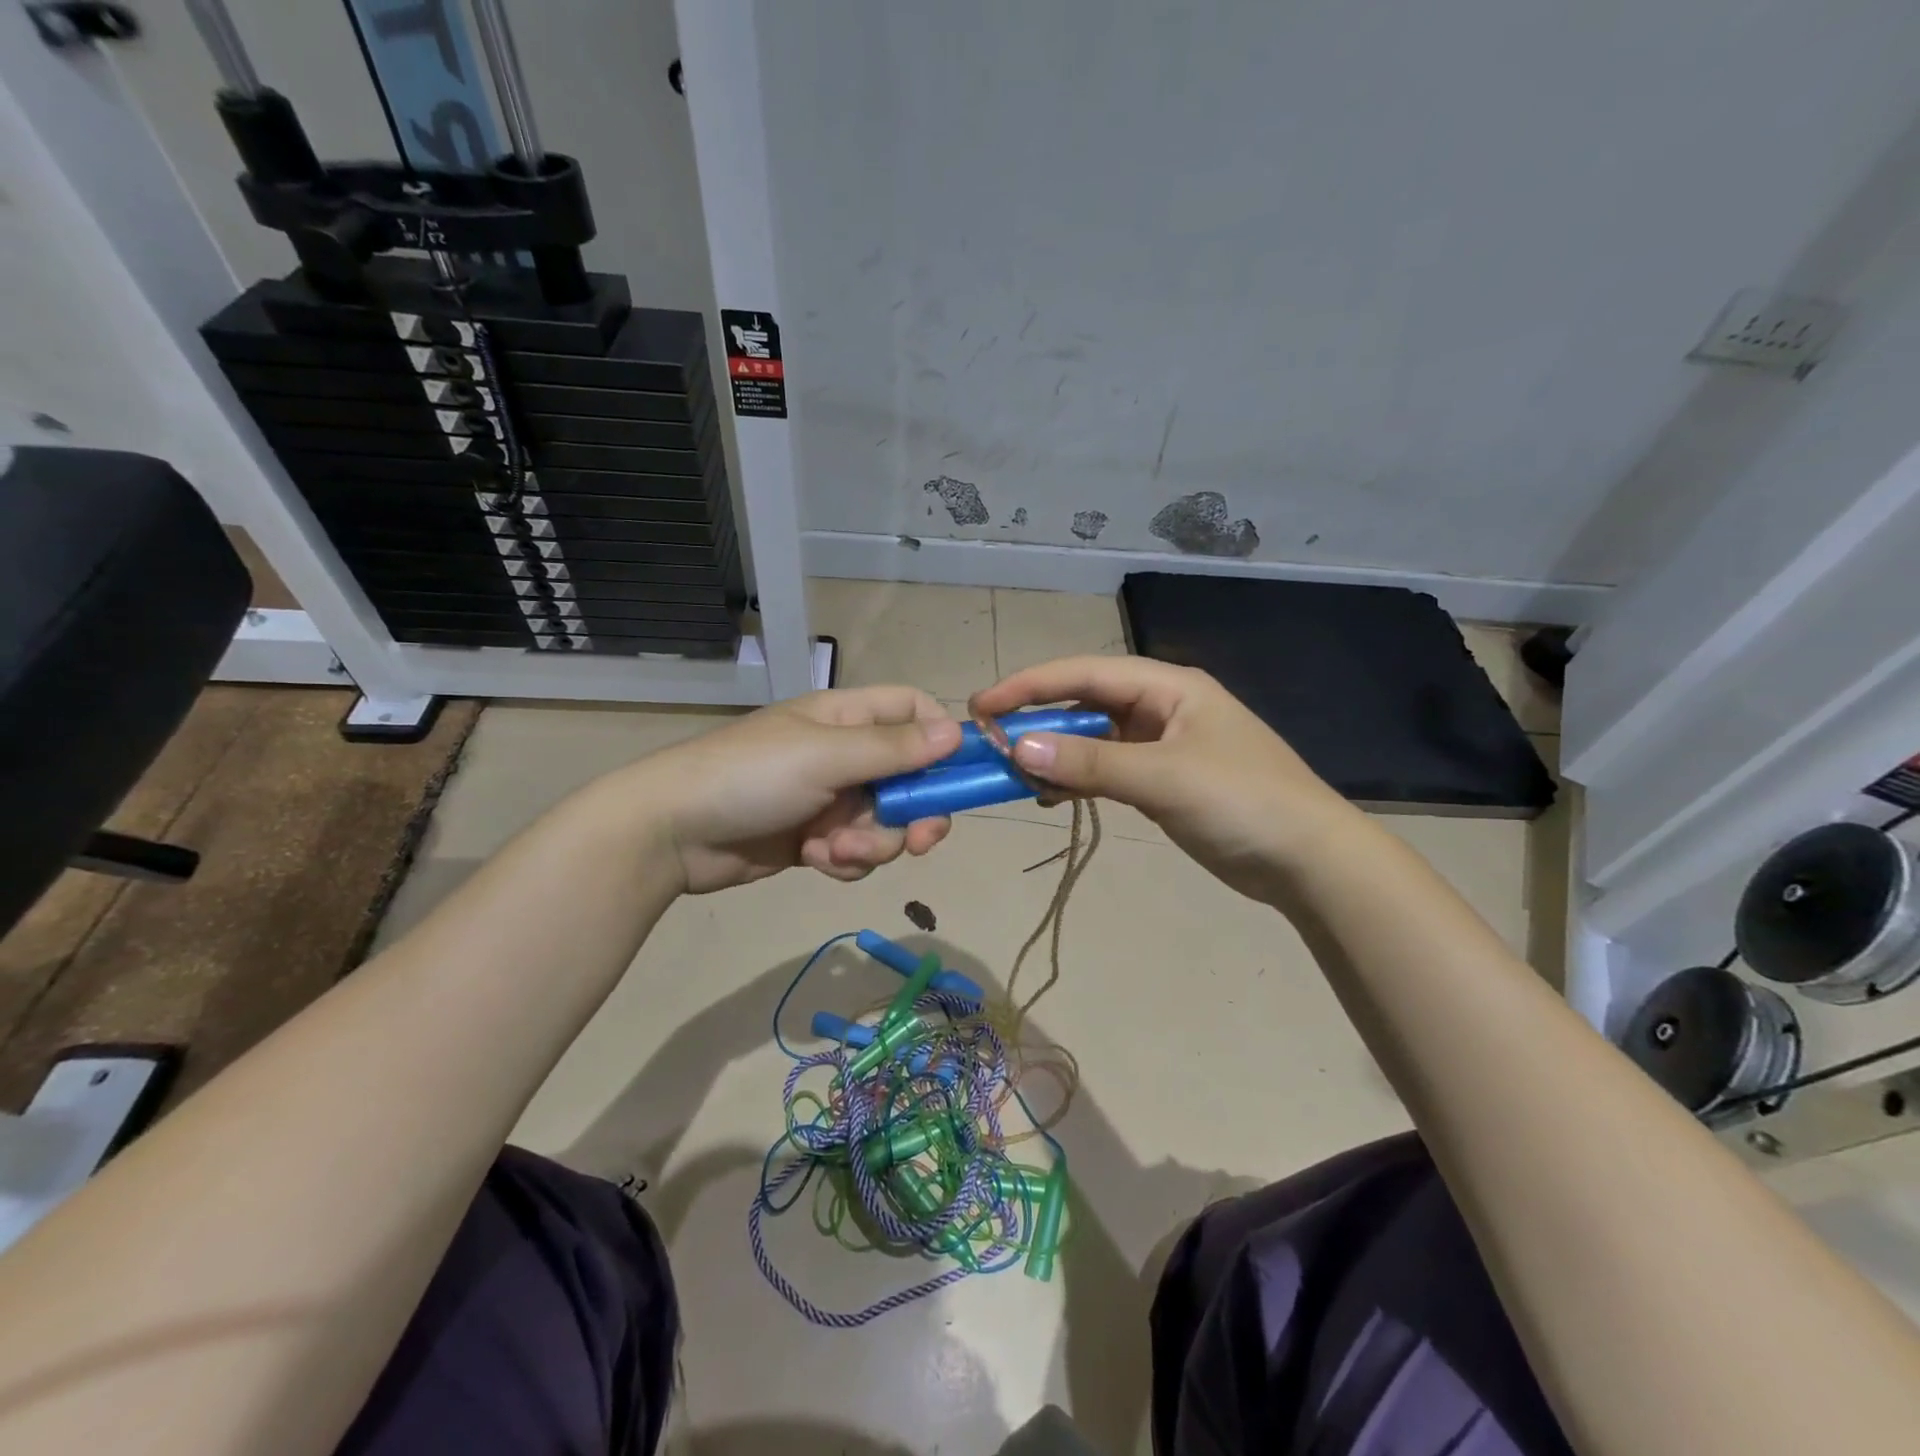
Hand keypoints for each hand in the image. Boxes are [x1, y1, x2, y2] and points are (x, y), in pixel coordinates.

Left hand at [630, 686, 961, 893]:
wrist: (672, 833)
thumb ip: (892, 749)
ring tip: (834, 852)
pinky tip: (815, 861)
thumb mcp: (825, 756)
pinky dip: (845, 862)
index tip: (960, 773)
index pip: (913, 711)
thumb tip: (957, 733)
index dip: (941, 737)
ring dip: (871, 844)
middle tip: (920, 840)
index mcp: (847, 718)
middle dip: (916, 812)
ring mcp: (831, 799)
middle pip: (911, 778)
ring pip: (886, 823)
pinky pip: (857, 852)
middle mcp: (845, 754)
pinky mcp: (816, 840)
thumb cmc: (751, 776)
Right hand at [970, 656, 1360, 897]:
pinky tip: (1050, 795)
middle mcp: (1161, 708)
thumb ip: (1090, 762)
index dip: (1030, 684)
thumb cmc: (1242, 801)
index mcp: (1168, 687)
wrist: (1308, 861)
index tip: (982, 704)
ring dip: (1055, 753)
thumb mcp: (1163, 777)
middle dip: (1039, 720)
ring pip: (1092, 740)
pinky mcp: (1162, 782)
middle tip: (990, 742)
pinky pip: (1106, 771)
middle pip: (1086, 704)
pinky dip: (1076, 780)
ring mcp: (1162, 746)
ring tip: (1014, 773)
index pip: (1085, 674)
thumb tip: (1019, 747)